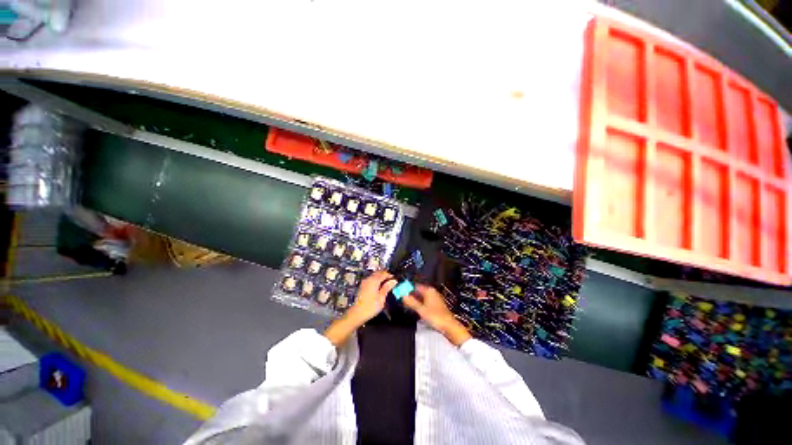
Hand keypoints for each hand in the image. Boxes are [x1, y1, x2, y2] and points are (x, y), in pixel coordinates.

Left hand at [347, 271, 397, 324]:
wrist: (357, 313)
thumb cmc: (371, 306)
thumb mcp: (381, 297)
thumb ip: (387, 287)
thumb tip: (394, 281)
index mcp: (374, 280)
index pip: (384, 274)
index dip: (390, 275)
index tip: (395, 279)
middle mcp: (368, 279)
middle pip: (378, 273)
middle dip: (385, 275)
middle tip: (391, 280)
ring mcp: (364, 282)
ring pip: (374, 276)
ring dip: (380, 277)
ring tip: (386, 283)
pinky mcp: (362, 286)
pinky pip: (371, 279)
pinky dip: (376, 280)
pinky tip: (379, 286)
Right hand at [403, 284, 470, 345]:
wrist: (449, 326)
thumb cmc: (436, 317)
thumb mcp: (421, 309)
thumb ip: (411, 302)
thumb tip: (403, 296)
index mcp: (429, 290)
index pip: (415, 286)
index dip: (408, 289)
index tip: (401, 293)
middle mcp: (432, 292)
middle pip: (418, 291)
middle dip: (411, 295)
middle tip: (403, 300)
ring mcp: (434, 298)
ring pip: (421, 297)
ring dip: (415, 300)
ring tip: (408, 305)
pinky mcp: (436, 305)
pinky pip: (425, 301)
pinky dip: (420, 304)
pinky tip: (416, 309)